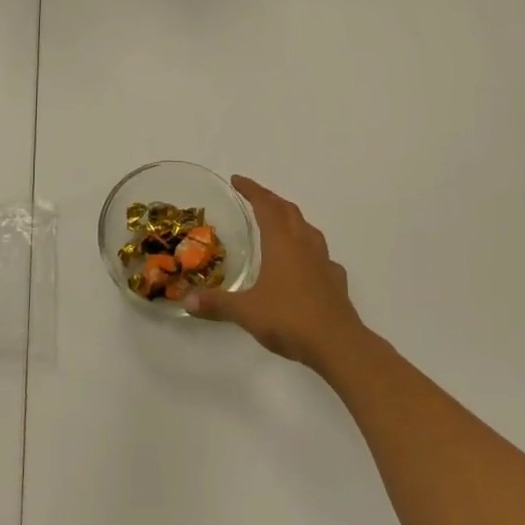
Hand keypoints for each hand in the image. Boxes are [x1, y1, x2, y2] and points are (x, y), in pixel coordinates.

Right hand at [186, 177, 367, 372]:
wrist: (338, 344)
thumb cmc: (289, 319)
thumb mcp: (246, 312)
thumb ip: (217, 303)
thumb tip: (187, 301)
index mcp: (281, 242)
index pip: (265, 205)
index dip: (251, 189)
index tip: (237, 179)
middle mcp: (304, 244)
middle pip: (288, 210)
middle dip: (271, 200)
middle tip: (255, 198)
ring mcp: (324, 261)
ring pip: (308, 229)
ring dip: (292, 220)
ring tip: (281, 225)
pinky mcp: (336, 280)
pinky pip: (322, 256)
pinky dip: (310, 251)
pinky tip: (306, 265)